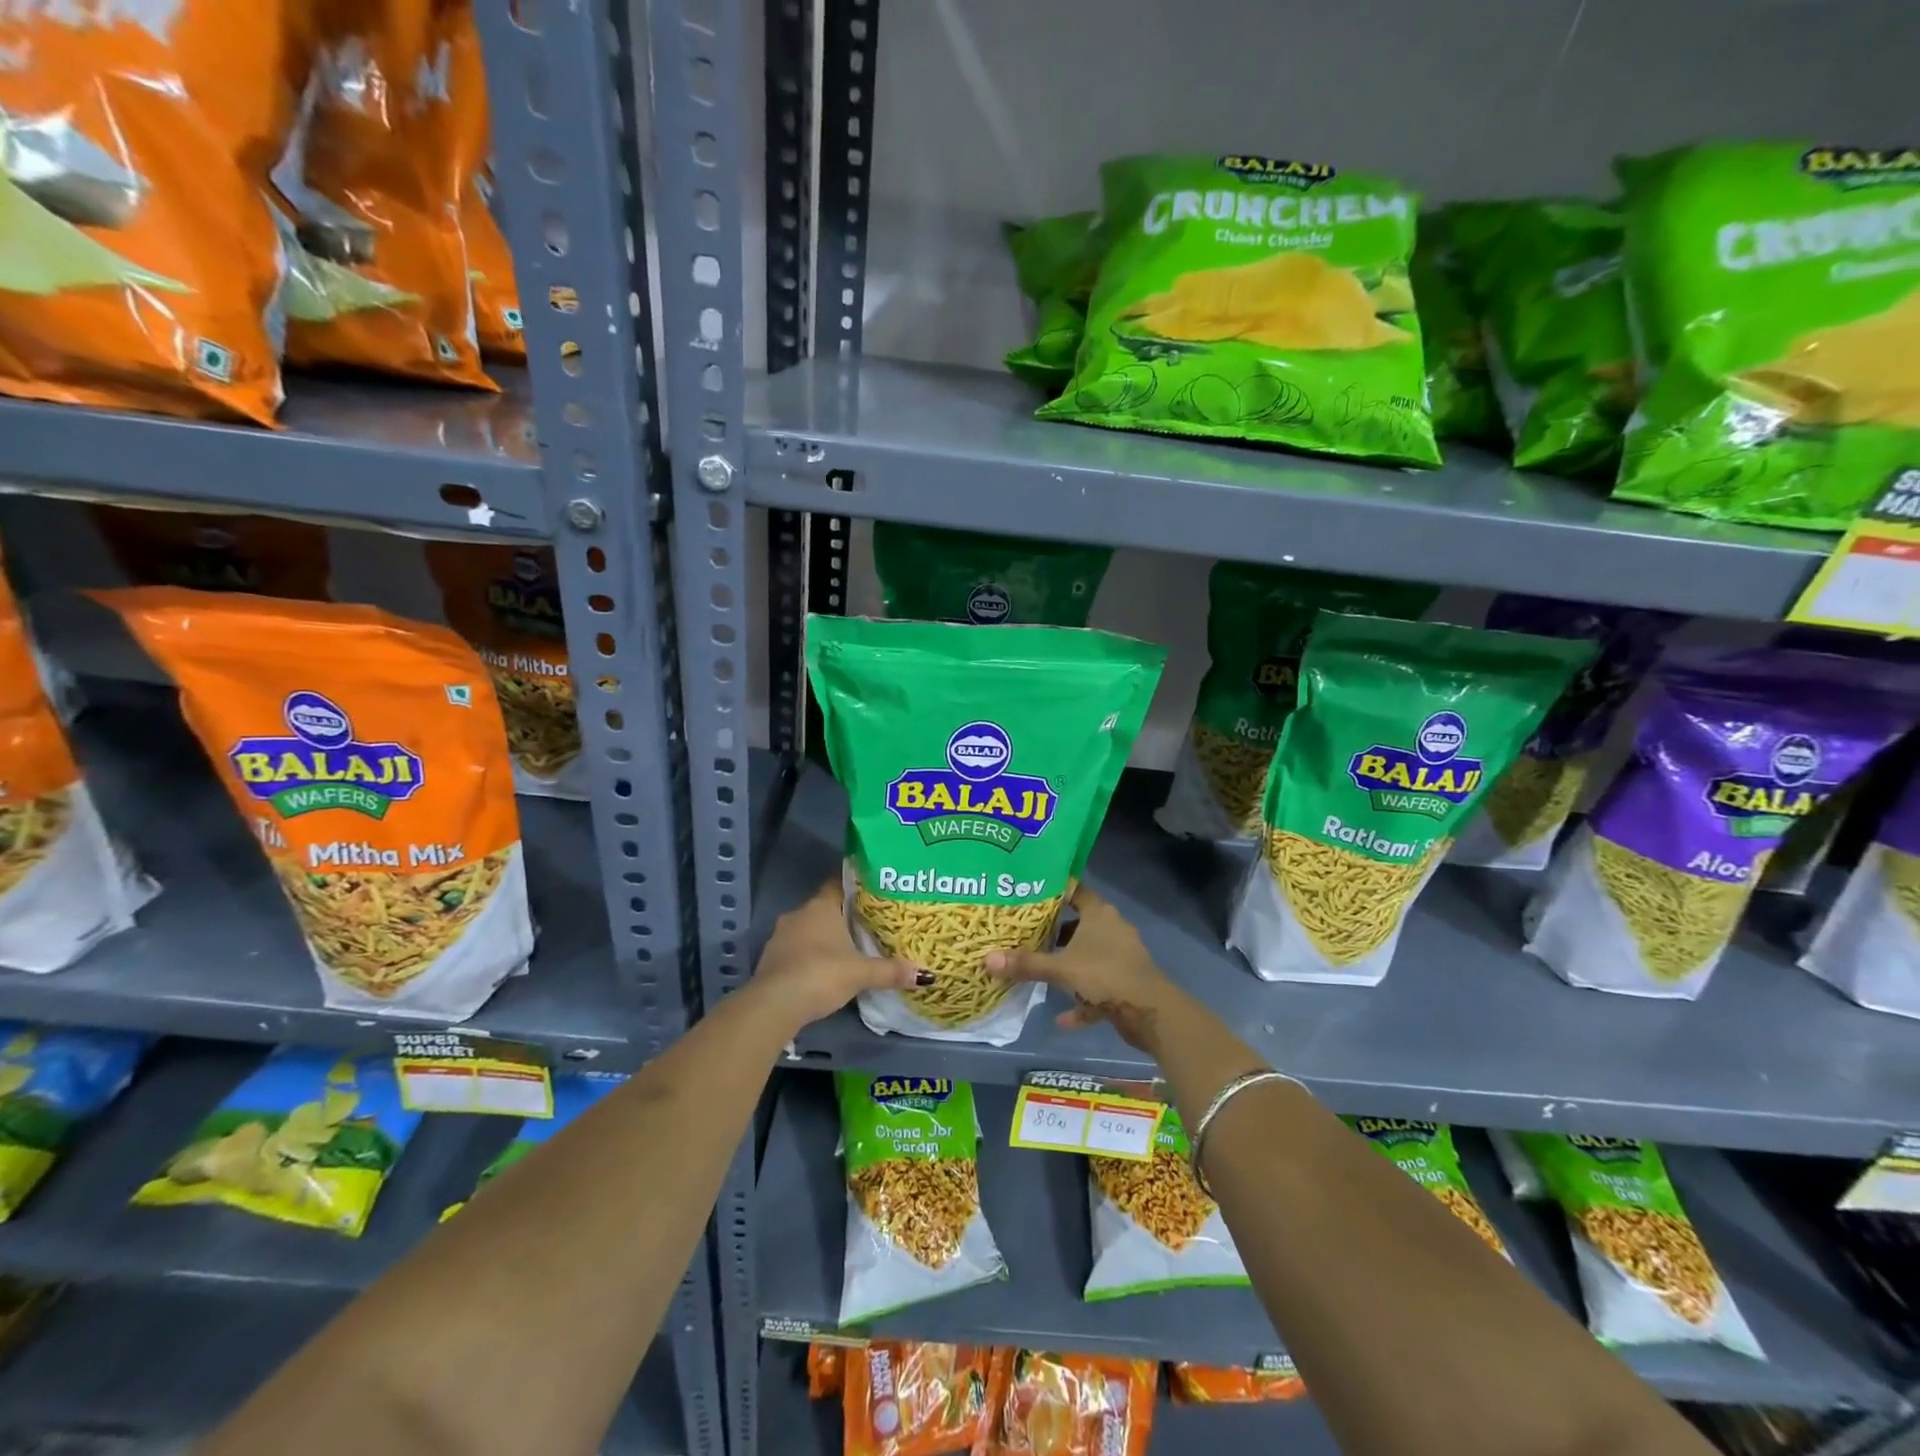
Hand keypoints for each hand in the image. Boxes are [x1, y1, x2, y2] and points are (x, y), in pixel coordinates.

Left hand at [752, 879, 922, 1033]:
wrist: (774, 1004)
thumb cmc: (821, 974)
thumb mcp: (861, 973)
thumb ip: (891, 971)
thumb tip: (926, 975)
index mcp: (820, 906)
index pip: (838, 884)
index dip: (855, 887)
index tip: (872, 893)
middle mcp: (798, 914)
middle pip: (824, 908)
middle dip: (842, 916)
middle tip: (866, 924)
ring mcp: (780, 936)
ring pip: (807, 929)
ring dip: (823, 938)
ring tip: (847, 949)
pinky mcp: (770, 959)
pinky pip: (795, 949)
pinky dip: (808, 956)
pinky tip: (822, 970)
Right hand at [985, 887, 1183, 1051]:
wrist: (1151, 1012)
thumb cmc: (1105, 976)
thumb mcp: (1060, 969)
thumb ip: (1026, 964)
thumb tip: (987, 959)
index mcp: (1100, 914)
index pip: (1075, 891)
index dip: (1054, 891)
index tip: (1029, 894)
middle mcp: (1112, 929)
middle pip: (1079, 924)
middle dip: (1055, 932)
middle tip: (1025, 933)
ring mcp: (1121, 957)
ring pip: (1088, 956)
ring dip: (1068, 966)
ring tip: (1040, 971)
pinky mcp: (1126, 983)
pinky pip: (1097, 987)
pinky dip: (1082, 1000)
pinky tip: (1062, 1018)